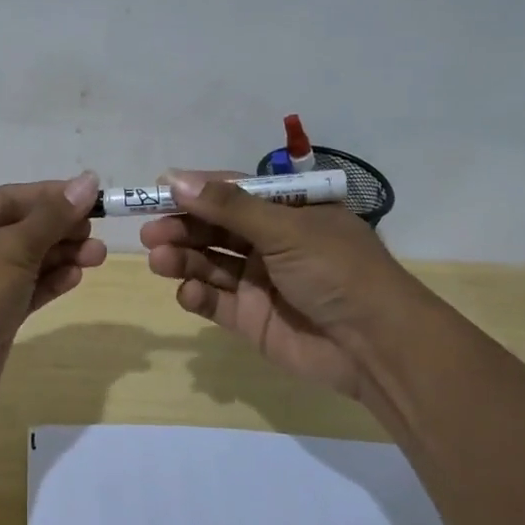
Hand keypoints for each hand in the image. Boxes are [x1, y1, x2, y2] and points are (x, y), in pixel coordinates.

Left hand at [0, 172, 106, 410]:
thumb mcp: (13, 247)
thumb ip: (53, 216)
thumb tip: (88, 180)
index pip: (10, 198)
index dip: (52, 196)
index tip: (92, 197)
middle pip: (19, 229)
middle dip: (60, 230)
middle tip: (96, 234)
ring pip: (25, 261)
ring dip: (60, 256)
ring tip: (97, 256)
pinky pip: (24, 289)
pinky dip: (49, 281)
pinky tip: (76, 276)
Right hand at [139, 170, 420, 402]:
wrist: (374, 345)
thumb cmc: (336, 270)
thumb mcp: (285, 228)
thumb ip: (228, 207)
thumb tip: (175, 179)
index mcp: (289, 211)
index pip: (233, 192)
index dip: (196, 191)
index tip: (157, 191)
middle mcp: (272, 243)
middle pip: (215, 229)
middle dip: (182, 227)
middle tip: (149, 232)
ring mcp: (260, 282)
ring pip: (210, 263)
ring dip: (183, 259)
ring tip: (159, 259)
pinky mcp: (251, 319)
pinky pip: (215, 301)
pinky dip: (197, 295)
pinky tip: (188, 292)